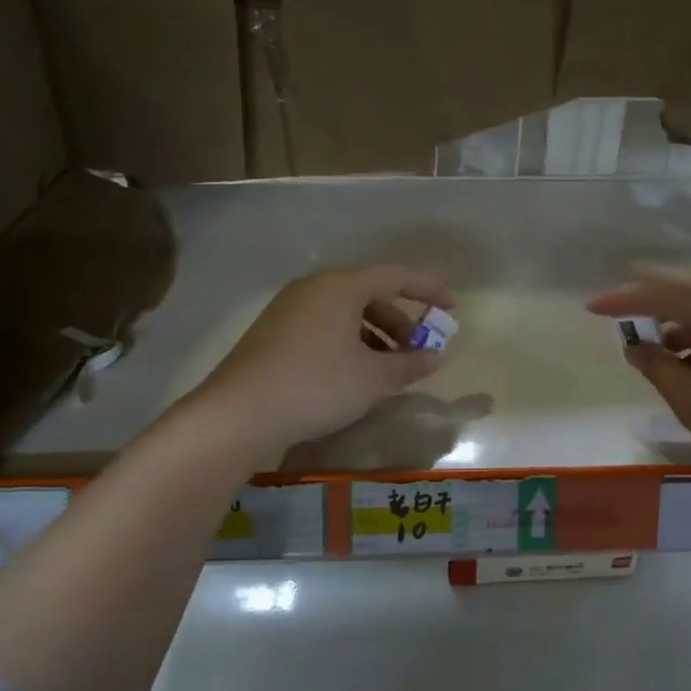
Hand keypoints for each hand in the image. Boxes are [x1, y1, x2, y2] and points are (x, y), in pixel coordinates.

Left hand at [191, 265, 451, 454]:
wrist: (238, 414)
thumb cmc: (317, 386)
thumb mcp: (372, 379)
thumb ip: (409, 365)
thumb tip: (435, 357)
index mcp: (341, 287)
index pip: (396, 276)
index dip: (428, 290)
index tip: (451, 308)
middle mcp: (313, 288)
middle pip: (369, 294)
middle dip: (399, 321)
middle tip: (416, 351)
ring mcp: (288, 310)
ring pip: (344, 313)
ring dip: (373, 336)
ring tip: (387, 369)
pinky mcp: (272, 333)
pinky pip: (323, 327)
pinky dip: (347, 343)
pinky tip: (352, 375)